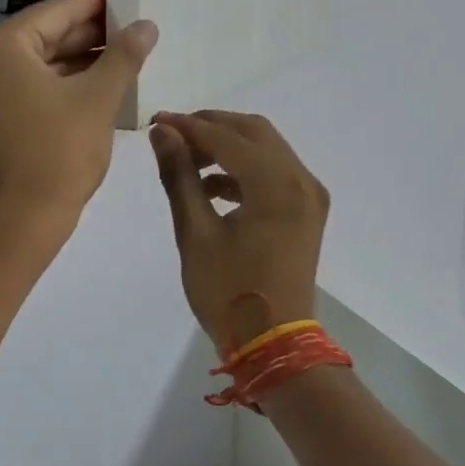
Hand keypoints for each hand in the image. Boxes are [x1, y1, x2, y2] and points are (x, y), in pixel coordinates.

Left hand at [0, 0, 157, 241]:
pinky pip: (27, 88)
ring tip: (125, 59)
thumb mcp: (97, 99)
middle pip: (44, 37)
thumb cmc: (57, 154)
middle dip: (90, 37)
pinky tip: (99, 87)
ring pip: (38, 65)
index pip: (56, 12)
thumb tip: (146, 25)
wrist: (18, 221)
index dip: (96, 5)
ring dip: (79, 63)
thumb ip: (123, 56)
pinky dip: (60, 86)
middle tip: (134, 31)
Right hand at [149, 111, 329, 355]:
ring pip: (266, 150)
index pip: (227, 137)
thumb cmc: (228, 292)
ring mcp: (309, 196)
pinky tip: (211, 188)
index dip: (188, 126)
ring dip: (228, 147)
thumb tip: (163, 134)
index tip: (155, 122)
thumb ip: (179, 177)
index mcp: (276, 184)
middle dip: (211, 128)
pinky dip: (244, 171)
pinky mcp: (307, 212)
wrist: (275, 344)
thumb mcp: (195, 234)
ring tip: (186, 164)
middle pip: (254, 132)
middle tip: (172, 137)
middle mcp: (301, 180)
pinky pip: (275, 173)